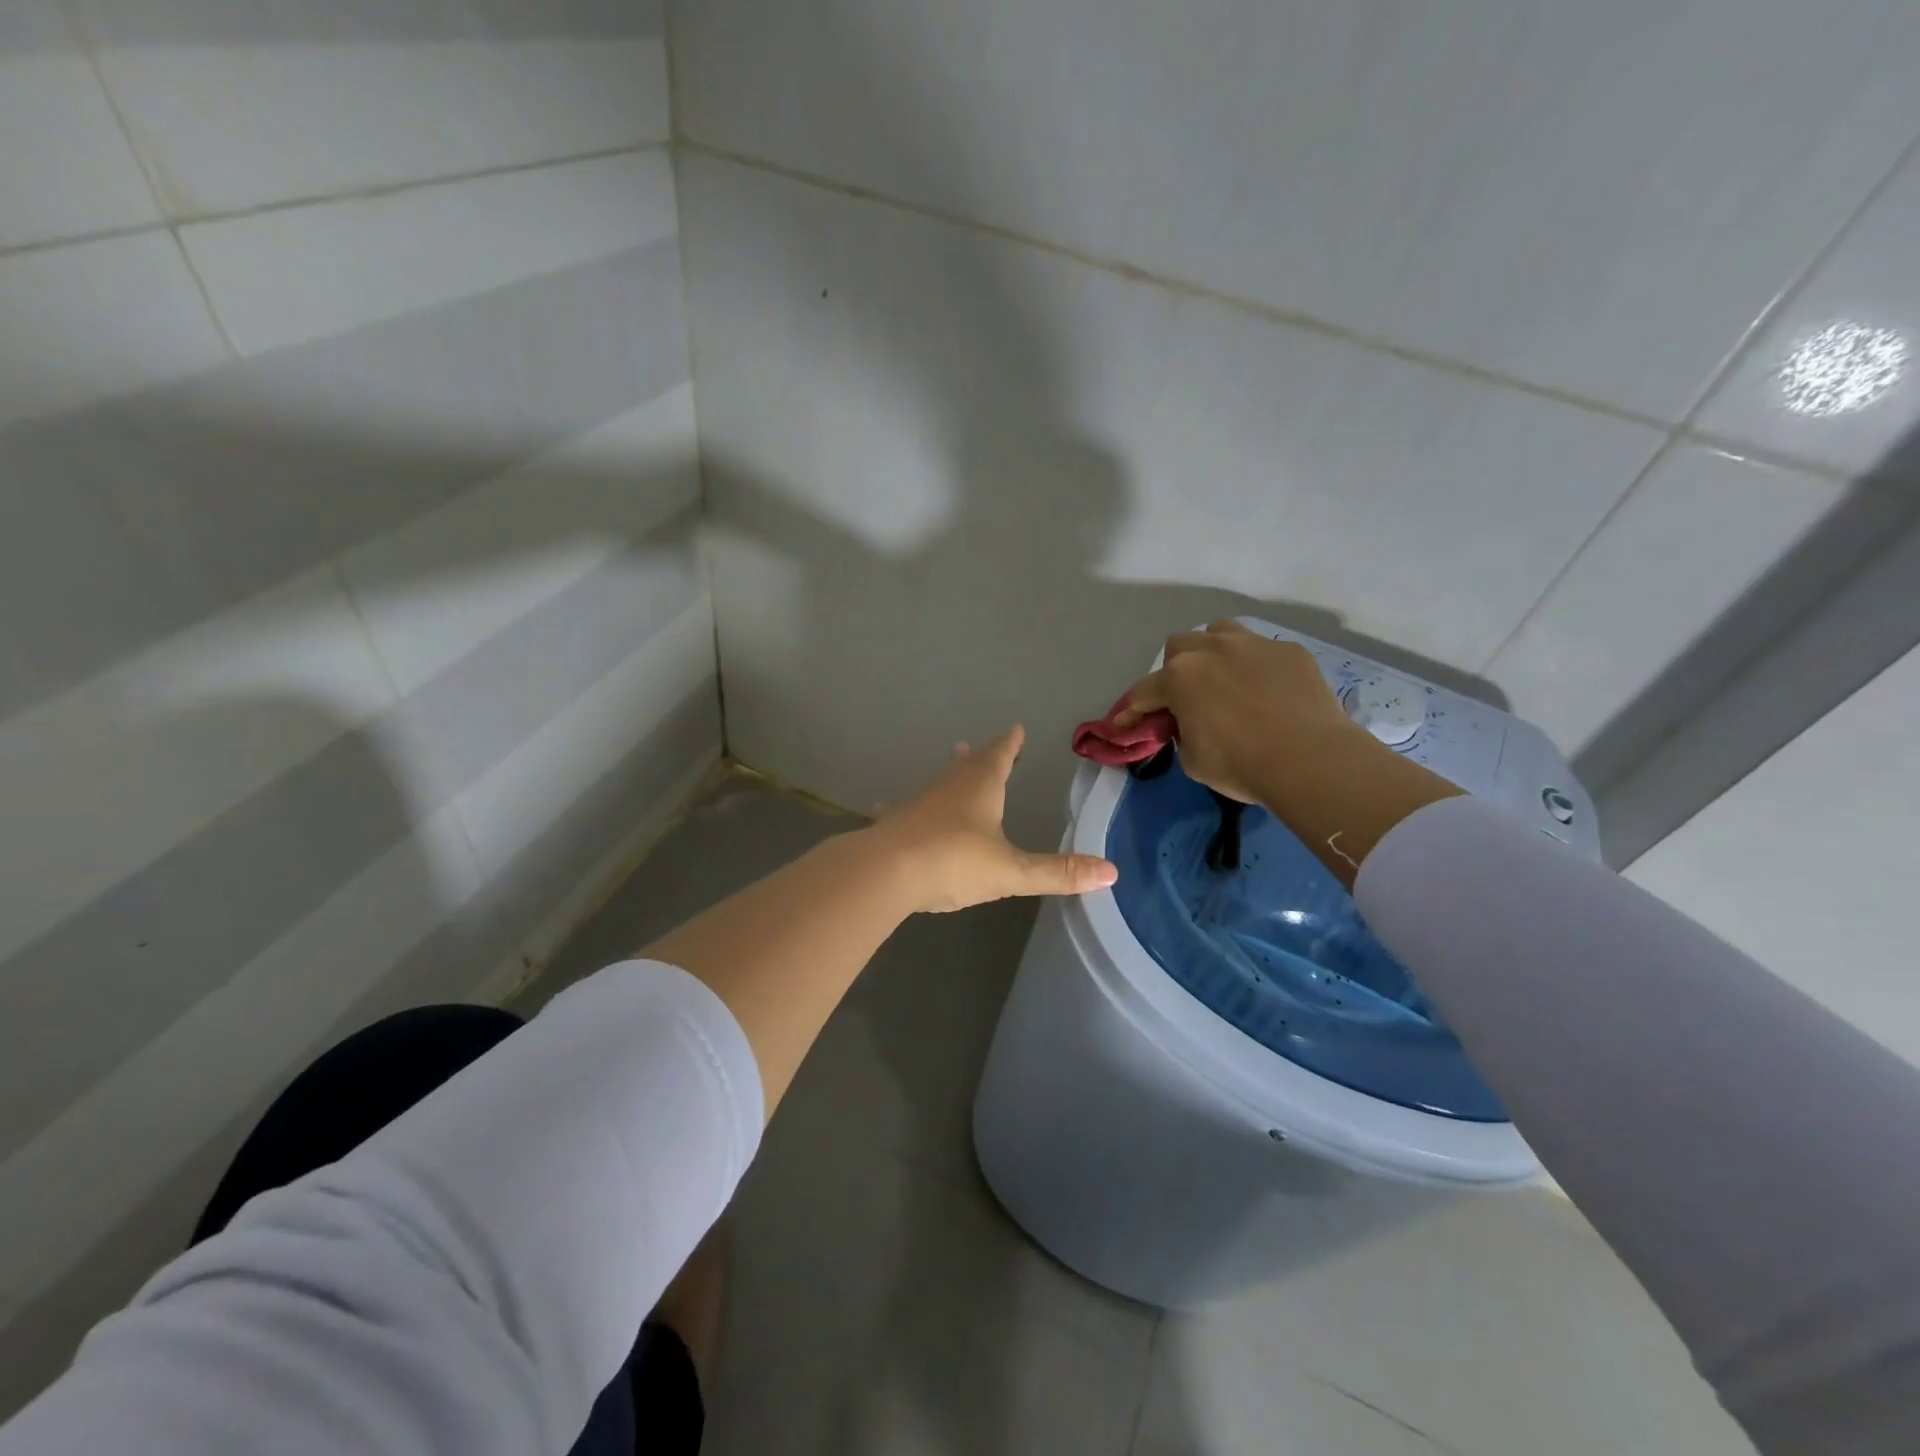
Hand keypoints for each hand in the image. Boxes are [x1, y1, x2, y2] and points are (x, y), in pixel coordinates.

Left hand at [870, 725, 1117, 912]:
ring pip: (939, 782)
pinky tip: (886, 809)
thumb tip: (1111, 872)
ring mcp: (918, 803)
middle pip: (967, 764)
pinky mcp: (895, 824)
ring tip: (953, 765)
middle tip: (979, 746)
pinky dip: (911, 807)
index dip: (1010, 744)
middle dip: (980, 756)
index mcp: (980, 788)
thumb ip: (1058, 873)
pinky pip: (907, 809)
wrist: (884, 872)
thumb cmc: (954, 862)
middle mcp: (948, 787)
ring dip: (950, 775)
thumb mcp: (1011, 871)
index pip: (999, 756)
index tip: (1015, 728)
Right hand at [1115, 620, 1356, 802]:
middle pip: (1179, 647)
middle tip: (1186, 699)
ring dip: (1213, 652)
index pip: (1144, 693)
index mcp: (1180, 677)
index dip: (1131, 712)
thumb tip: (1188, 725)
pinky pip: (1262, 651)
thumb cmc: (1241, 764)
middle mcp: (1212, 649)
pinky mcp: (1290, 652)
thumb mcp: (1192, 759)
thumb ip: (1181, 733)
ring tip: (1224, 679)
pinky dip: (1256, 667)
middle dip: (1175, 671)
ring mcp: (1254, 644)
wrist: (1310, 760)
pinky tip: (1268, 691)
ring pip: (1220, 632)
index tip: (1124, 726)